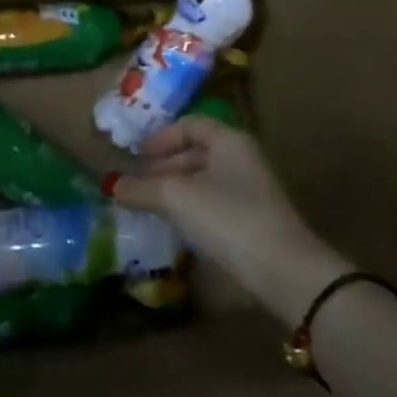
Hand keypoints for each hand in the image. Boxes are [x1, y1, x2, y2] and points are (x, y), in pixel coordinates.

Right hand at [110, 117, 346, 324]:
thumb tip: (112, 185)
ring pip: (207, 179)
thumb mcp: (177, 198)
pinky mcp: (255, 220)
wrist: (284, 271)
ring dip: (177, 189)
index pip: (191, 124)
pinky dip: (193, 208)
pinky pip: (216, 203)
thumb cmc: (228, 218)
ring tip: (152, 205)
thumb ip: (142, 188)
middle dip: (166, 165)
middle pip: (198, 151)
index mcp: (229, 141)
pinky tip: (178, 227)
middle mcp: (244, 158)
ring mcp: (253, 190)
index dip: (161, 137)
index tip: (137, 155)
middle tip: (139, 183)